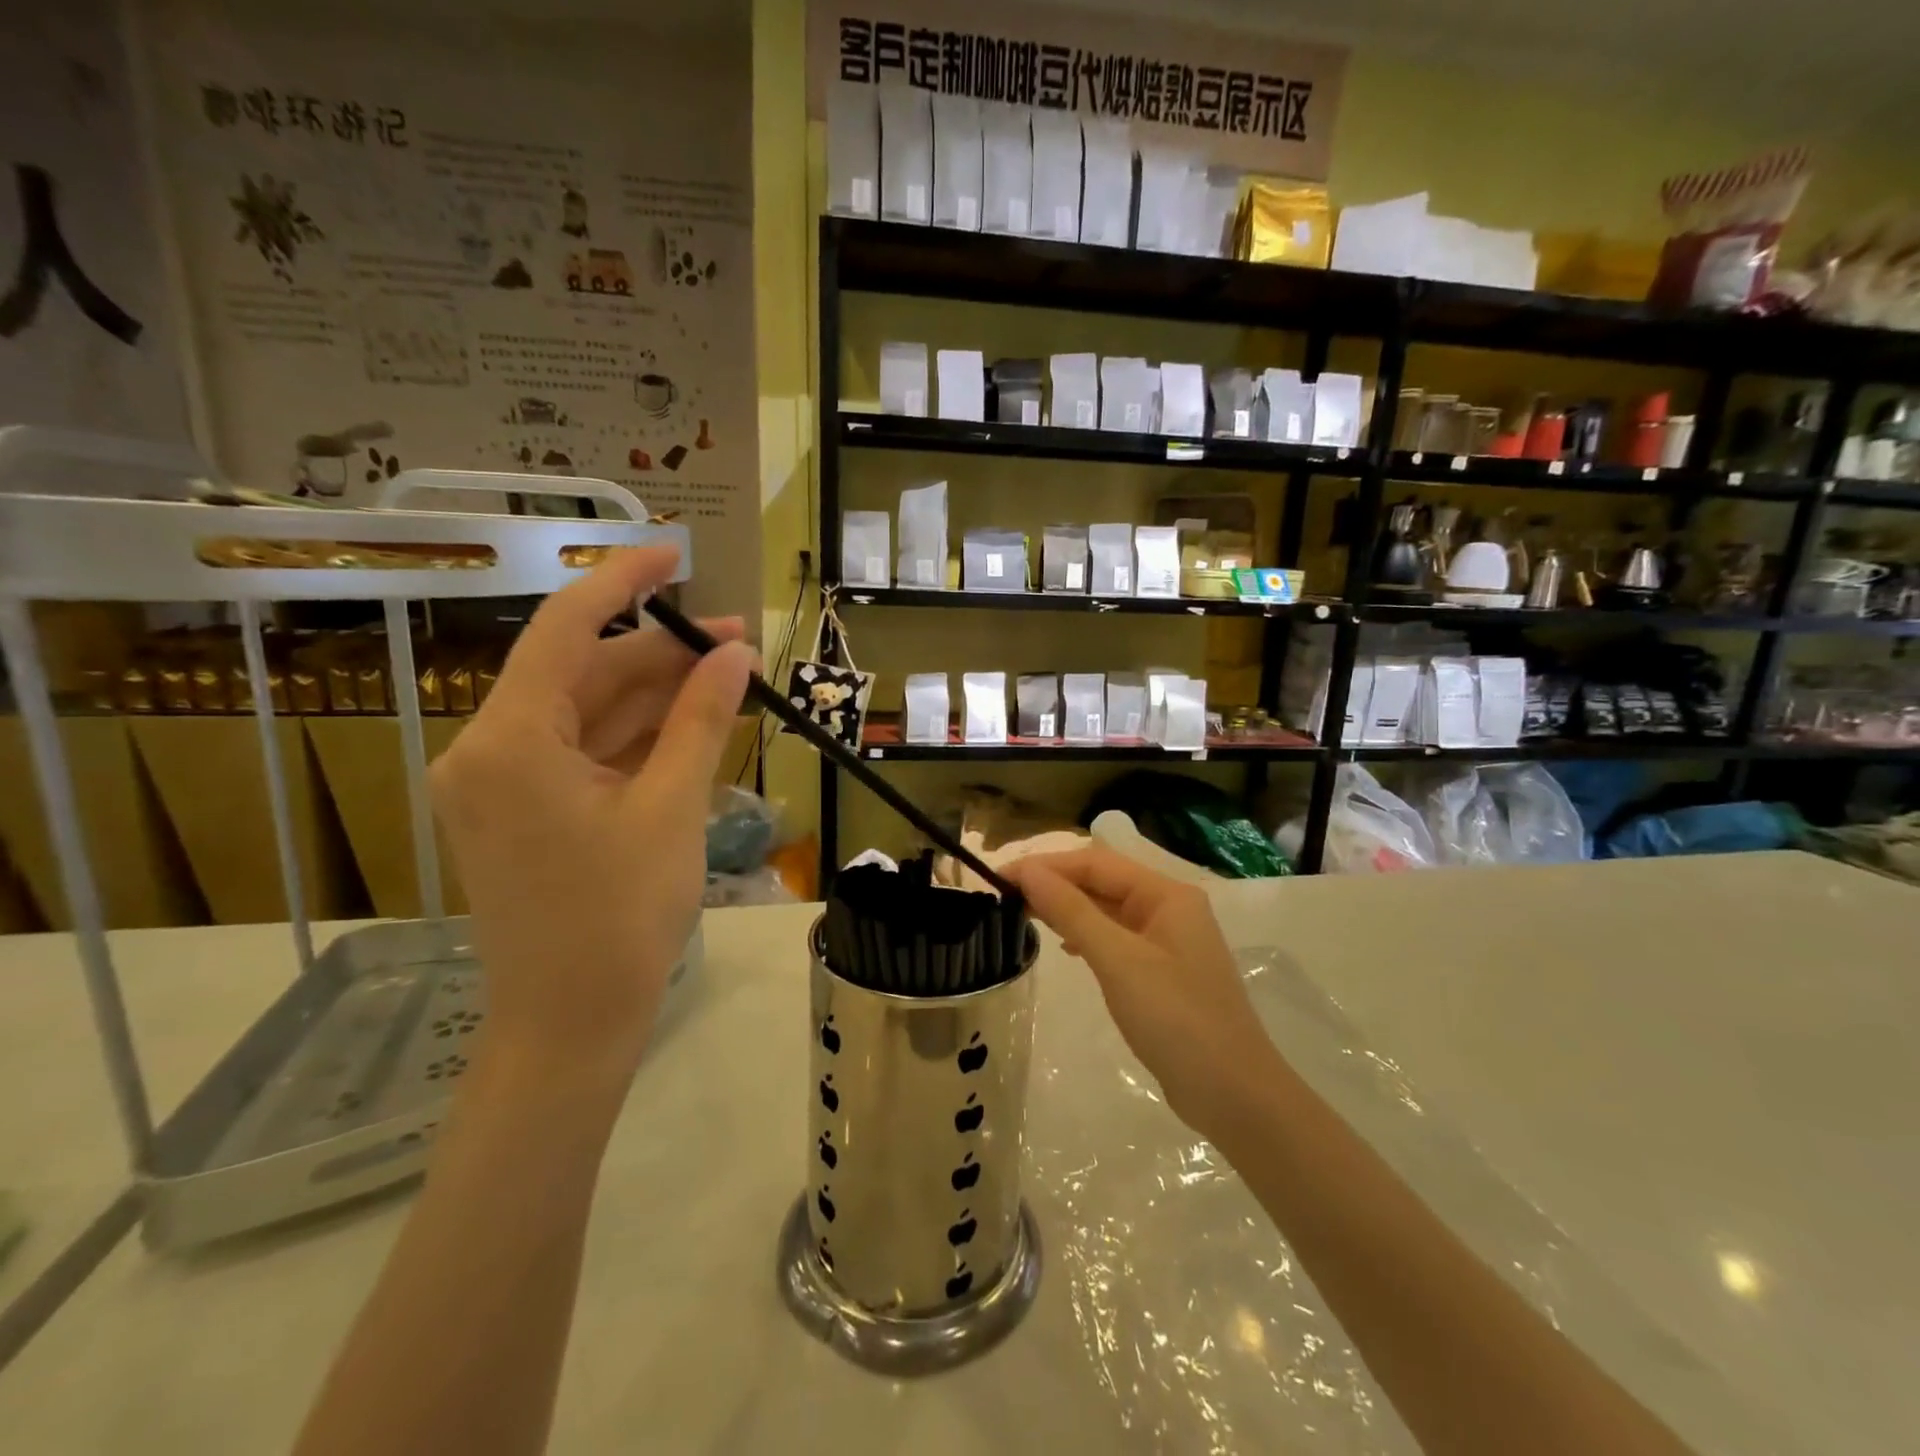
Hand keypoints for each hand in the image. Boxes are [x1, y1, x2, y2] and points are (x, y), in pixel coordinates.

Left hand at [430, 547, 752, 1093]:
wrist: (573, 1022)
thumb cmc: (620, 917)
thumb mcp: (671, 808)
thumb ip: (700, 721)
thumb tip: (735, 653)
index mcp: (510, 741)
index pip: (564, 630)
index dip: (622, 582)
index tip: (676, 552)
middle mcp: (491, 750)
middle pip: (585, 674)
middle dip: (662, 654)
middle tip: (738, 641)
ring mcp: (507, 783)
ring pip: (591, 714)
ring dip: (657, 695)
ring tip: (730, 677)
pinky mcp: (527, 810)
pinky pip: (587, 753)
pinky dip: (640, 736)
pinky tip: (695, 722)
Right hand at [1008, 847, 1283, 1137]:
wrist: (1234, 1096)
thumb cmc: (1177, 1019)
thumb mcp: (1118, 961)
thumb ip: (1072, 912)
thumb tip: (1029, 872)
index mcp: (1166, 894)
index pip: (1095, 862)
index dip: (1046, 866)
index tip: (999, 877)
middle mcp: (1169, 908)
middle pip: (1102, 881)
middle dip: (1054, 884)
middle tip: (1003, 897)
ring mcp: (1168, 941)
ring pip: (1107, 910)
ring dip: (1067, 908)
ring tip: (1022, 914)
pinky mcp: (1162, 971)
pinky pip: (1116, 938)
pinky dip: (1086, 935)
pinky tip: (1064, 947)